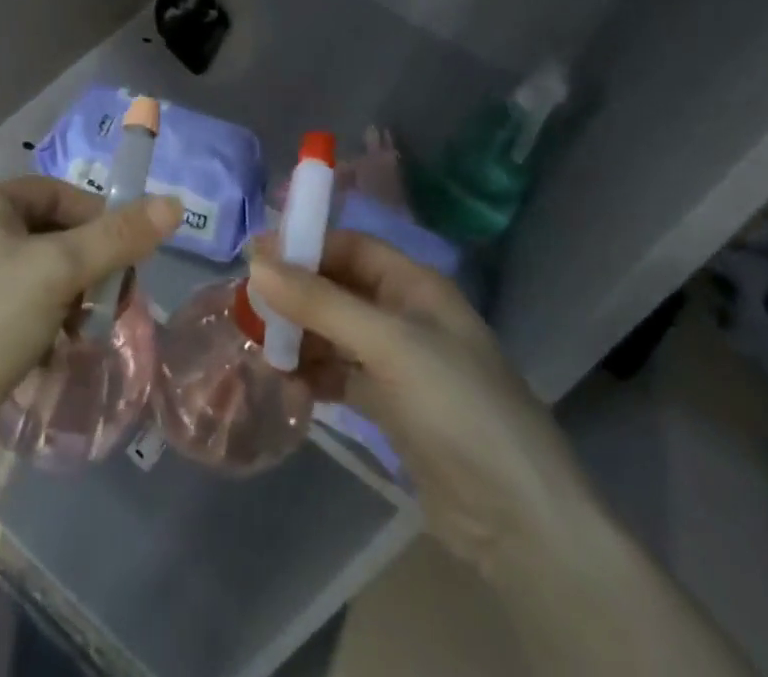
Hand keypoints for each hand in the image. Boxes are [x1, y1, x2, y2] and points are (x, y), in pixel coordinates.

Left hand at [0, 177, 182, 455]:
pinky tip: (58, 351)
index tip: (129, 259)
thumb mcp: (61, 271)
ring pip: (40, 272)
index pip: (60, 193)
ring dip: (72, 298)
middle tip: (114, 302)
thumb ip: (119, 237)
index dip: (100, 220)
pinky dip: (47, 320)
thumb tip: (174, 203)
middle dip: (89, 267)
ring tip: (86, 332)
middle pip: (52, 233)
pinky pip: (21, 303)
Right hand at [248, 231, 592, 572]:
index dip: (305, 246)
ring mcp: (399, 363)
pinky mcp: (391, 406)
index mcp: (415, 286)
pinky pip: (340, 375)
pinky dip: (314, 376)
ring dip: (301, 338)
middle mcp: (405, 316)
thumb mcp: (388, 344)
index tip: (256, 258)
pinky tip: (291, 388)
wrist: (518, 521)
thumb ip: (321, 302)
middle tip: (249, 309)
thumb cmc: (457, 406)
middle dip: (296, 297)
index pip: (351, 247)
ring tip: (266, 353)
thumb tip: (256, 262)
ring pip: (335, 333)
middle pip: (338, 289)